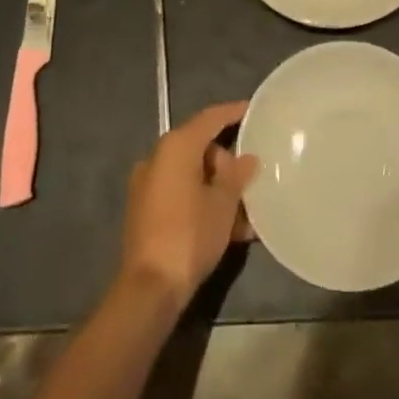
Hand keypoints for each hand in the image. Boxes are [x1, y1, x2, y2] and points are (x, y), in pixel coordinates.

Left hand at [119, 101, 257, 310]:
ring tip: (245, 212)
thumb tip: (247, 158)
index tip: (253, 110)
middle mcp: (157, 158)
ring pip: (191, 174)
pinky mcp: (144, 210)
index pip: (210, 118)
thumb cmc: (190, 235)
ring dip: (217, 188)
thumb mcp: (223, 204)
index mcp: (176, 147)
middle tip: (252, 179)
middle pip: (200, 146)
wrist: (150, 288)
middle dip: (227, 162)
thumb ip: (236, 175)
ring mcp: (147, 185)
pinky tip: (227, 227)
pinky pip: (180, 194)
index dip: (233, 112)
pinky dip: (201, 202)